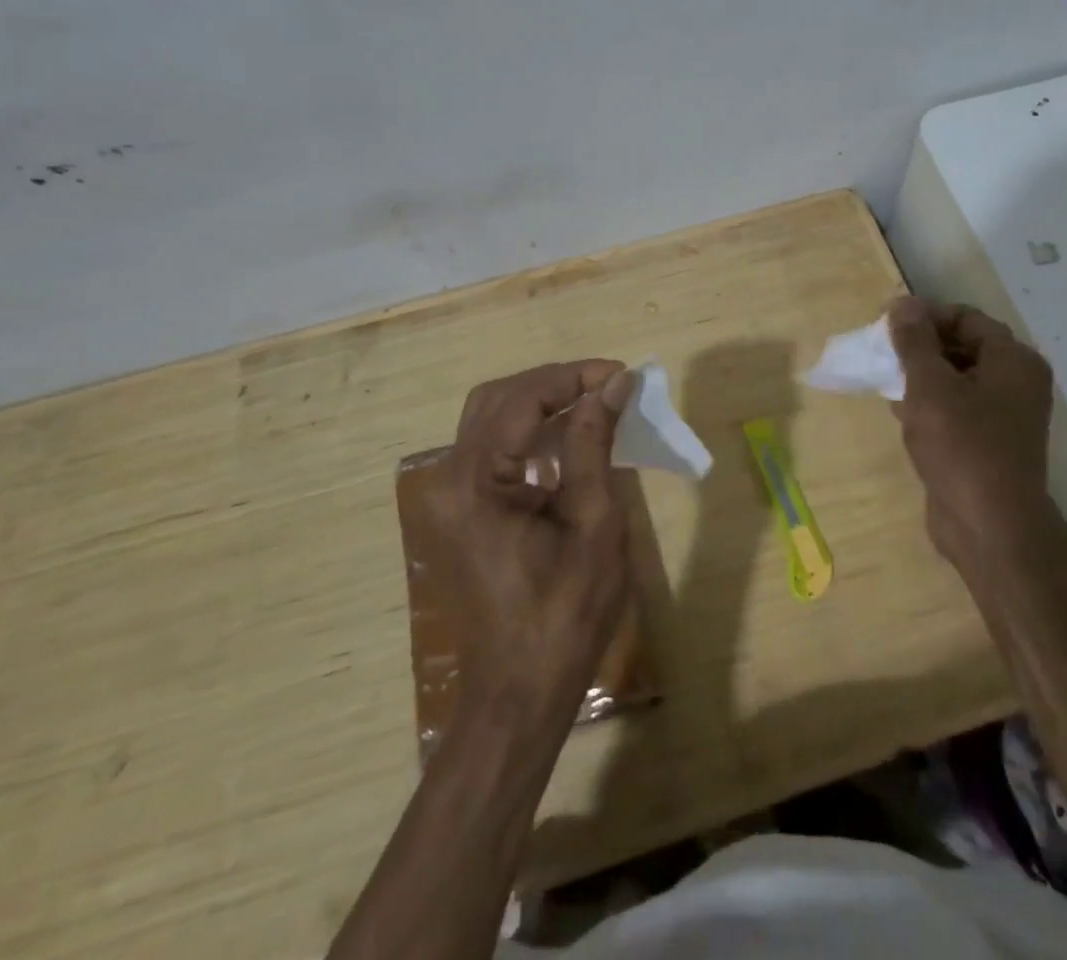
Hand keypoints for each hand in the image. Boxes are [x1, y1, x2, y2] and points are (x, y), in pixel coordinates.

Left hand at [429, 361, 637, 729]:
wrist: (520, 692)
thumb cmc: (565, 614)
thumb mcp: (593, 522)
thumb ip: (593, 443)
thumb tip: (613, 384)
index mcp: (473, 484)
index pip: (522, 400)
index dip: (573, 377)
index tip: (621, 373)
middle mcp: (446, 480)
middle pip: (498, 400)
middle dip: (555, 382)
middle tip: (607, 384)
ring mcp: (445, 496)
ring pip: (490, 418)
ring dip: (541, 402)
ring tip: (593, 400)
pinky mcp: (456, 509)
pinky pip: (489, 449)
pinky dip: (528, 432)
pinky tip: (566, 436)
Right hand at [886, 296, 1056, 576]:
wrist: (989, 528)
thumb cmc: (962, 446)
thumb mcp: (930, 385)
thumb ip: (913, 341)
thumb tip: (902, 303)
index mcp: (1013, 361)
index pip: (966, 318)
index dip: (925, 315)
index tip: (886, 323)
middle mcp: (1015, 383)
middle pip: (961, 347)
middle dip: (919, 346)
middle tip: (881, 352)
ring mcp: (1003, 416)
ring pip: (955, 379)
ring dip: (920, 376)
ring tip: (884, 380)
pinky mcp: (987, 444)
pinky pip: (955, 409)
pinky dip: (928, 404)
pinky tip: (899, 411)